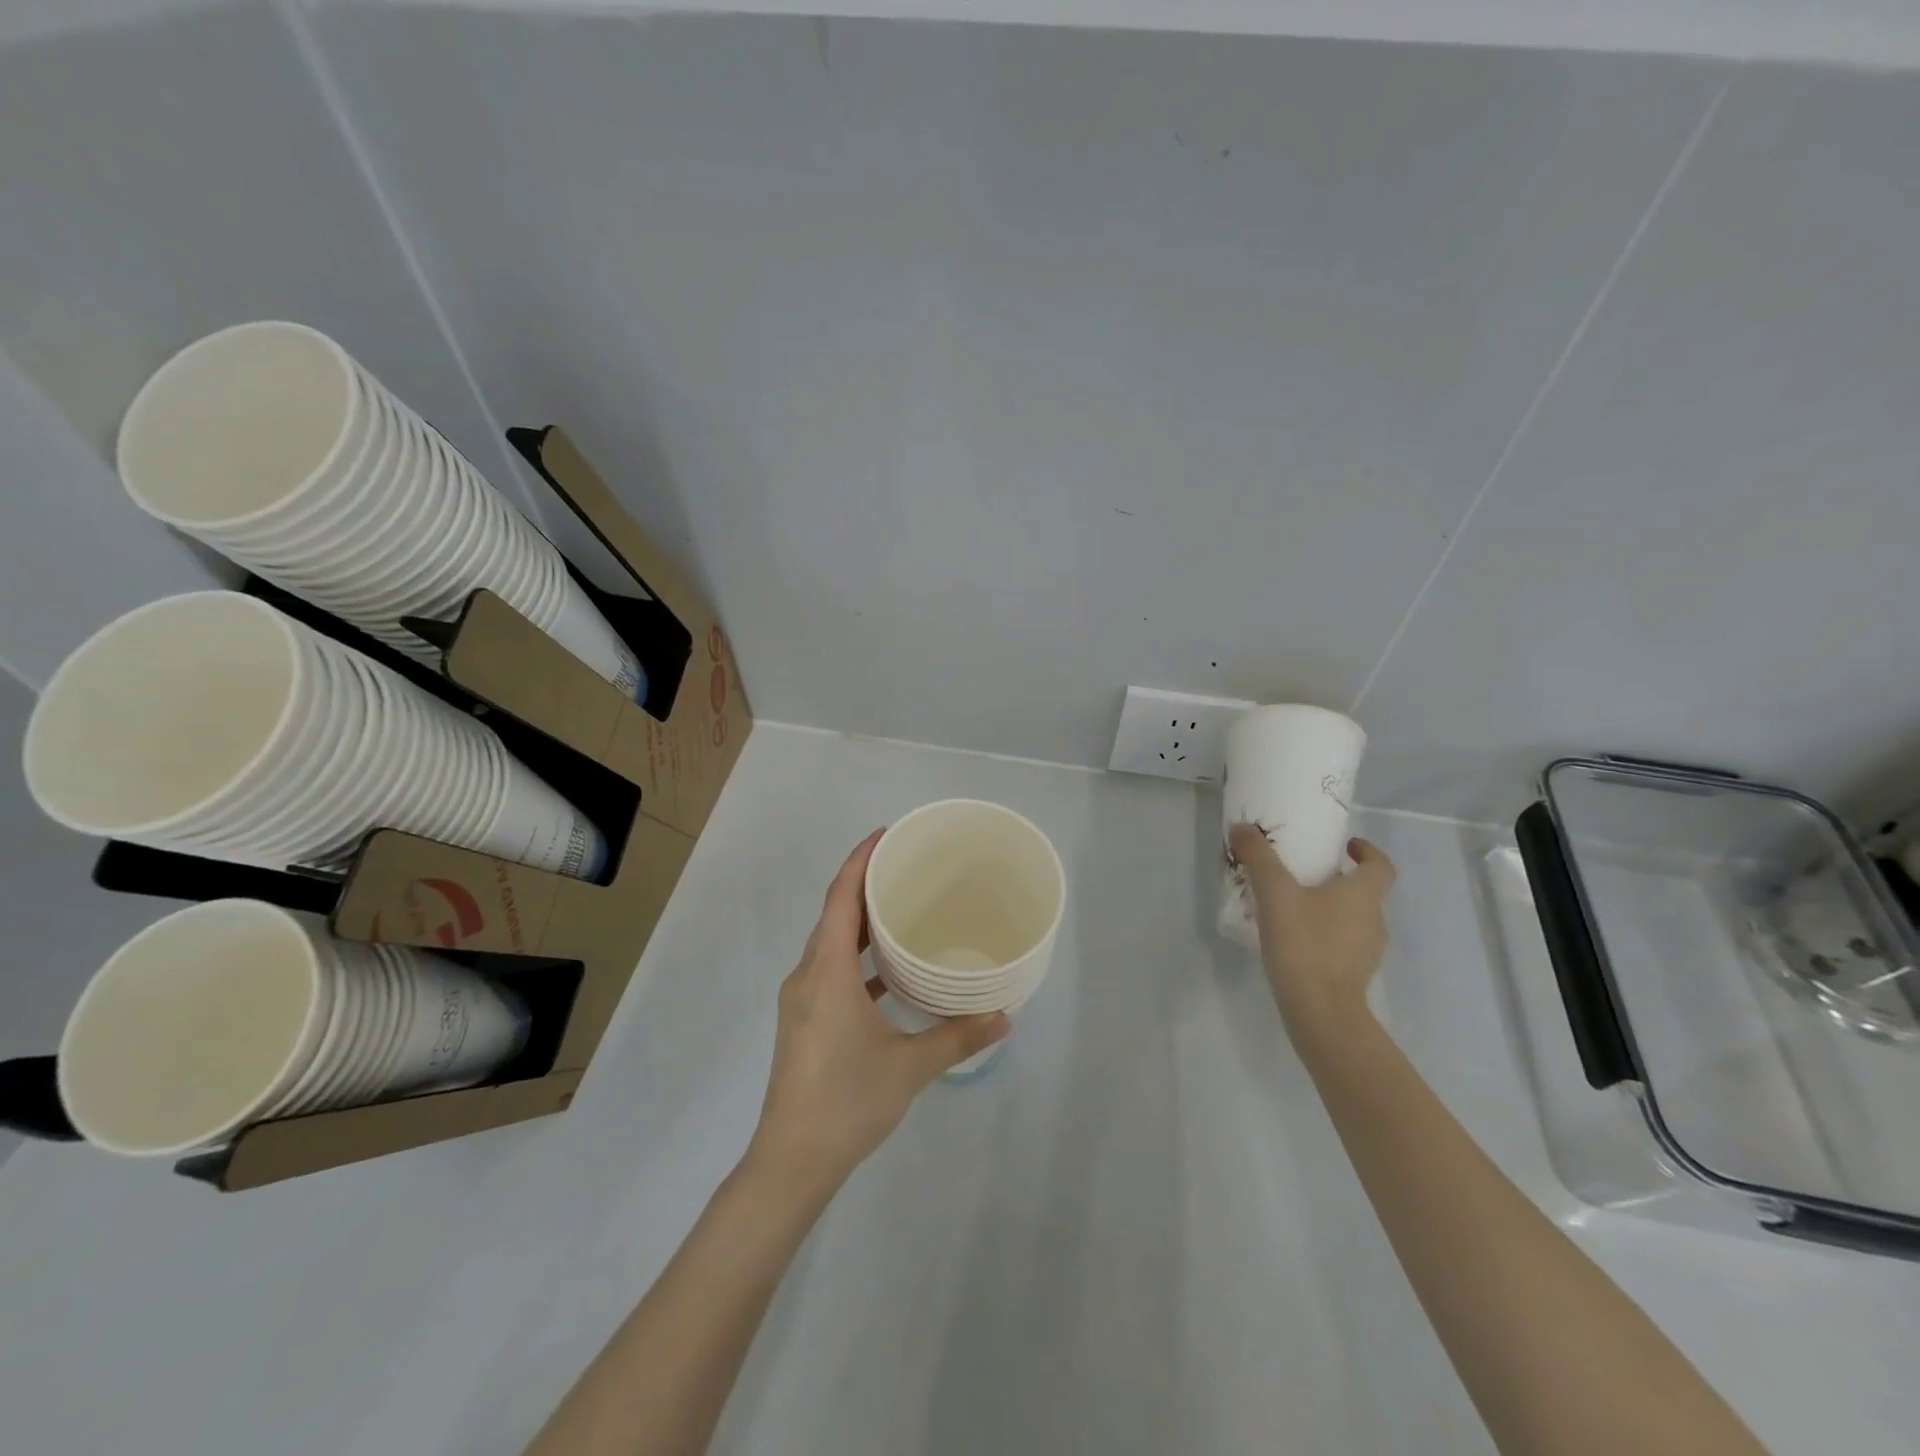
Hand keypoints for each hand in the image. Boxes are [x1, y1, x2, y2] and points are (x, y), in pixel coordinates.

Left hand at [743, 830, 1009, 1201]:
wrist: (791, 1162)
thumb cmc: (847, 1102)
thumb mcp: (909, 1066)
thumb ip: (958, 1037)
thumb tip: (1005, 1016)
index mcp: (827, 972)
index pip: (840, 898)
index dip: (859, 860)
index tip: (885, 834)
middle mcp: (808, 975)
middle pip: (834, 913)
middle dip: (864, 883)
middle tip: (905, 865)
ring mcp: (802, 999)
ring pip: (830, 942)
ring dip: (859, 920)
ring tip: (900, 907)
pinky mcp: (804, 1020)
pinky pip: (830, 969)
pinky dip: (856, 956)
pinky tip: (887, 970)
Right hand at [1227, 823, 1395, 1035]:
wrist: (1320, 1011)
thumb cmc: (1305, 943)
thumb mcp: (1275, 893)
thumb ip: (1258, 858)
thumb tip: (1242, 827)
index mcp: (1364, 894)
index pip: (1381, 865)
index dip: (1368, 852)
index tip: (1346, 846)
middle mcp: (1374, 919)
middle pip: (1365, 892)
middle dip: (1340, 879)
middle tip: (1306, 874)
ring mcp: (1368, 951)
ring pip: (1354, 919)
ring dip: (1332, 908)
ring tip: (1295, 907)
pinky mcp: (1354, 975)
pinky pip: (1344, 944)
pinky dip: (1326, 935)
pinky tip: (1296, 940)